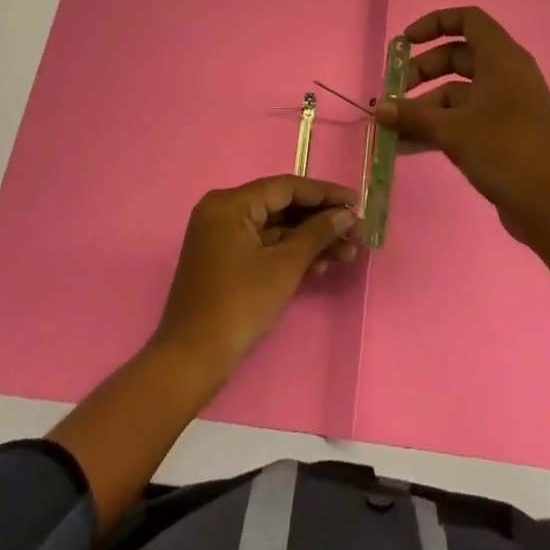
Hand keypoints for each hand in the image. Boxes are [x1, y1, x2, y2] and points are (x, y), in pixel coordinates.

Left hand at [154, 175, 359, 382]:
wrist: (192, 361)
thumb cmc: (239, 306)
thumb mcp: (283, 267)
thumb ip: (316, 234)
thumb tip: (346, 214)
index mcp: (230, 204)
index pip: (286, 188)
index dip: (325, 194)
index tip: (357, 201)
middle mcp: (223, 212)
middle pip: (281, 207)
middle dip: (320, 221)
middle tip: (356, 231)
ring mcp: (222, 237)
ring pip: (275, 229)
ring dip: (310, 241)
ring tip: (348, 253)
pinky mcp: (225, 261)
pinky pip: (264, 247)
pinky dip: (290, 254)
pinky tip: (321, 266)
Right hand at [376, 7, 549, 247]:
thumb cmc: (506, 151)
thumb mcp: (453, 130)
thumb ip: (413, 115)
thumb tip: (378, 107)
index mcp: (502, 58)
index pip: (468, 19)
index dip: (434, 23)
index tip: (405, 42)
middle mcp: (506, 74)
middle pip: (458, 56)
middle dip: (422, 70)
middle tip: (394, 93)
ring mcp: (507, 104)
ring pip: (458, 91)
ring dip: (425, 104)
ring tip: (393, 126)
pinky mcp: (504, 133)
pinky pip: (465, 117)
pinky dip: (439, 125)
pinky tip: (408, 146)